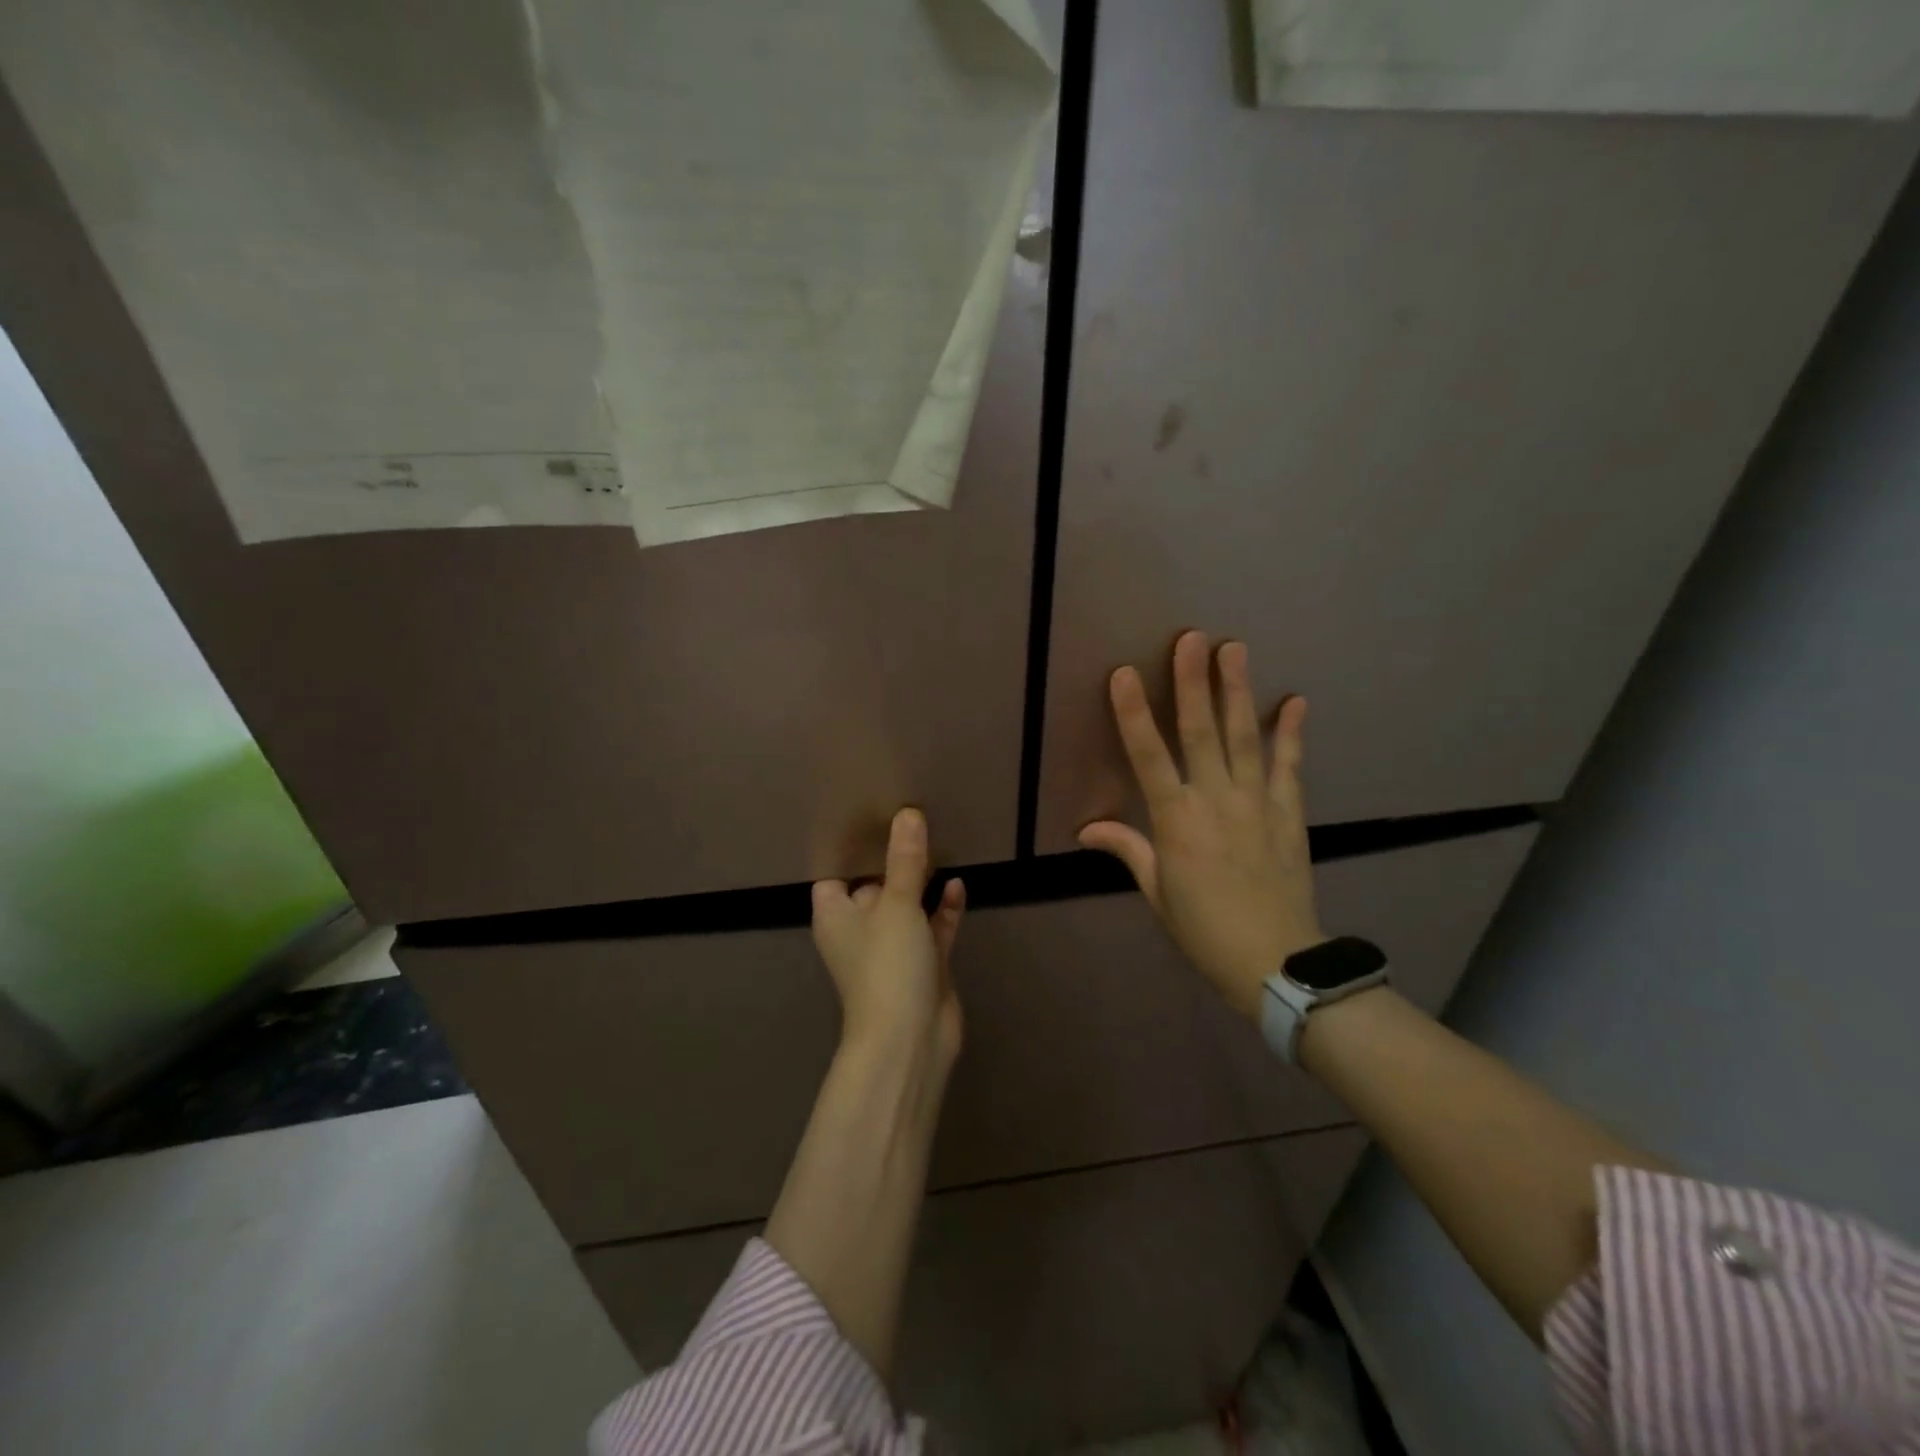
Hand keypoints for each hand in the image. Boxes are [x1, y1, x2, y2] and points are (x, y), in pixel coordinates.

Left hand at [812, 808, 966, 1067]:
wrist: (910, 1041)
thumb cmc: (887, 966)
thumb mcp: (897, 905)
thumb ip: (905, 859)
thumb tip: (908, 813)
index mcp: (836, 915)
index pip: (835, 873)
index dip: (851, 848)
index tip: (872, 815)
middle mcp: (860, 929)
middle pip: (875, 885)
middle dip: (893, 859)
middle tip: (914, 818)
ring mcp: (892, 949)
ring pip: (906, 906)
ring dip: (921, 882)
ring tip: (940, 842)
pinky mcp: (922, 964)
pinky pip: (932, 927)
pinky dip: (942, 909)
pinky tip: (957, 885)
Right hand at [1079, 632, 1325, 1019]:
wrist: (1275, 961)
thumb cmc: (1204, 929)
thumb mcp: (1157, 893)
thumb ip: (1128, 849)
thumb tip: (1087, 829)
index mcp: (1176, 821)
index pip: (1148, 757)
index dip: (1133, 714)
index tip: (1123, 674)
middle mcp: (1215, 801)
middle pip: (1201, 733)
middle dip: (1193, 682)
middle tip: (1192, 638)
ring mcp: (1257, 803)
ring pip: (1245, 738)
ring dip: (1238, 691)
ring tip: (1235, 649)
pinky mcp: (1288, 813)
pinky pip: (1289, 766)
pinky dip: (1292, 733)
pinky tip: (1294, 701)